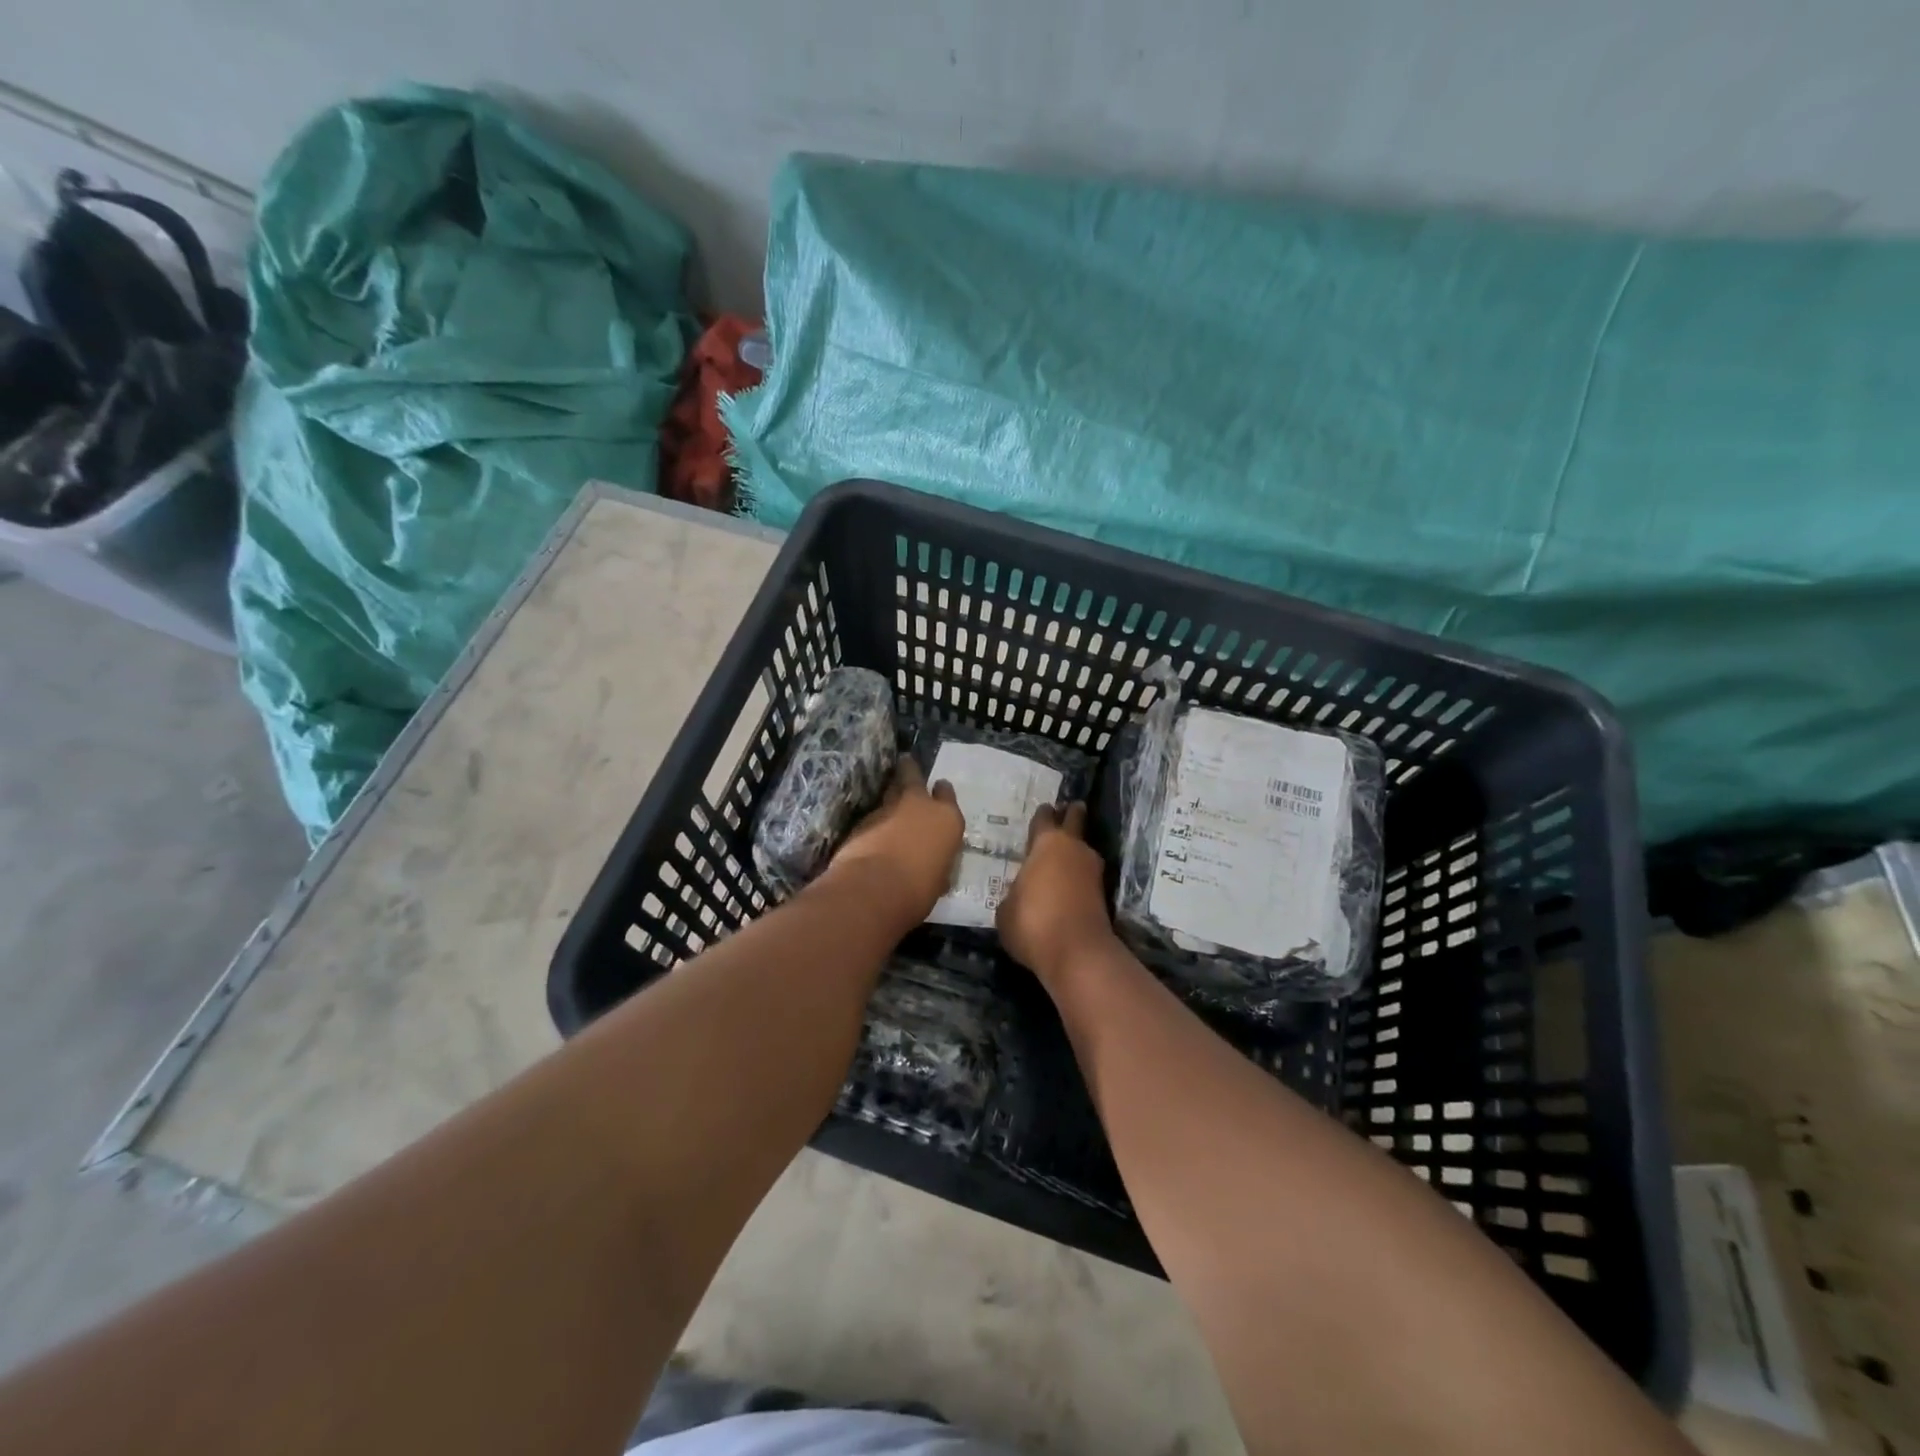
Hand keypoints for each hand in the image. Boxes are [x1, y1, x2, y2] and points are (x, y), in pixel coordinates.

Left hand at [820, 758, 963, 926]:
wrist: (873, 890)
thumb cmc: (918, 890)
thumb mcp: (938, 878)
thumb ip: (936, 862)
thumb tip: (932, 864)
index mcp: (947, 819)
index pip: (947, 794)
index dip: (942, 792)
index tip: (939, 788)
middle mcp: (920, 806)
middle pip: (913, 776)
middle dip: (909, 770)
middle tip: (906, 763)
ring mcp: (888, 809)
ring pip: (890, 791)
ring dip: (890, 793)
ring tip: (889, 796)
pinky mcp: (862, 819)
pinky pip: (873, 813)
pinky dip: (875, 818)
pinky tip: (874, 827)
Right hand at [996, 802, 1118, 986]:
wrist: (1077, 953)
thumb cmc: (1032, 922)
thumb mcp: (1005, 910)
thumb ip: (1013, 893)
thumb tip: (1020, 894)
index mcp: (1046, 843)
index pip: (1044, 818)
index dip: (1042, 814)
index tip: (1043, 810)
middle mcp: (1073, 849)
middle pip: (1075, 820)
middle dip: (1071, 814)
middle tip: (1069, 809)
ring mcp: (1092, 871)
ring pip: (1083, 850)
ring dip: (1075, 850)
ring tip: (1062, 855)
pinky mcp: (1103, 895)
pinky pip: (1086, 876)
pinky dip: (1079, 876)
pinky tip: (1067, 885)